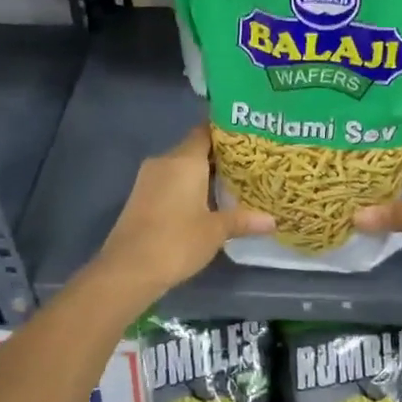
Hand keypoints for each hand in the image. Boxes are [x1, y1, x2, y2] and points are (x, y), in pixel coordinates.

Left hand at [91, 125, 273, 302]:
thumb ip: (243, 220)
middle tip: (250, 165)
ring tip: (234, 184)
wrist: (128, 269)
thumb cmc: (176, 241)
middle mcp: (165, 162)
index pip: (206, 131)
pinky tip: (208, 203)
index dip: (227, 133)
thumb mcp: (216, 231)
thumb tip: (273, 220)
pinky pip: (171, 182)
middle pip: (195, 149)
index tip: (250, 138)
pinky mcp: (142, 197)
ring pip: (182, 167)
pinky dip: (189, 187)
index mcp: (184, 160)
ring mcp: (149, 179)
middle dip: (220, 157)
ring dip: (204, 174)